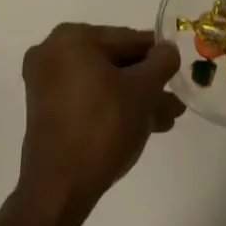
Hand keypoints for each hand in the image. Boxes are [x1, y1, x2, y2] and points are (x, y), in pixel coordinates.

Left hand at [15, 24, 183, 225]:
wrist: (60, 188)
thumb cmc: (103, 127)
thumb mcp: (144, 90)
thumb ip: (162, 62)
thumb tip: (167, 50)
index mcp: (73, 38)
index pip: (129, 39)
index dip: (159, 57)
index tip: (180, 73)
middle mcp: (53, 52)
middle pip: (116, 62)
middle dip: (147, 84)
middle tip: (174, 103)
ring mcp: (45, 82)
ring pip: (104, 83)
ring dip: (134, 99)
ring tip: (164, 120)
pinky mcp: (45, 110)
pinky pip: (88, 98)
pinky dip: (112, 107)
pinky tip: (141, 126)